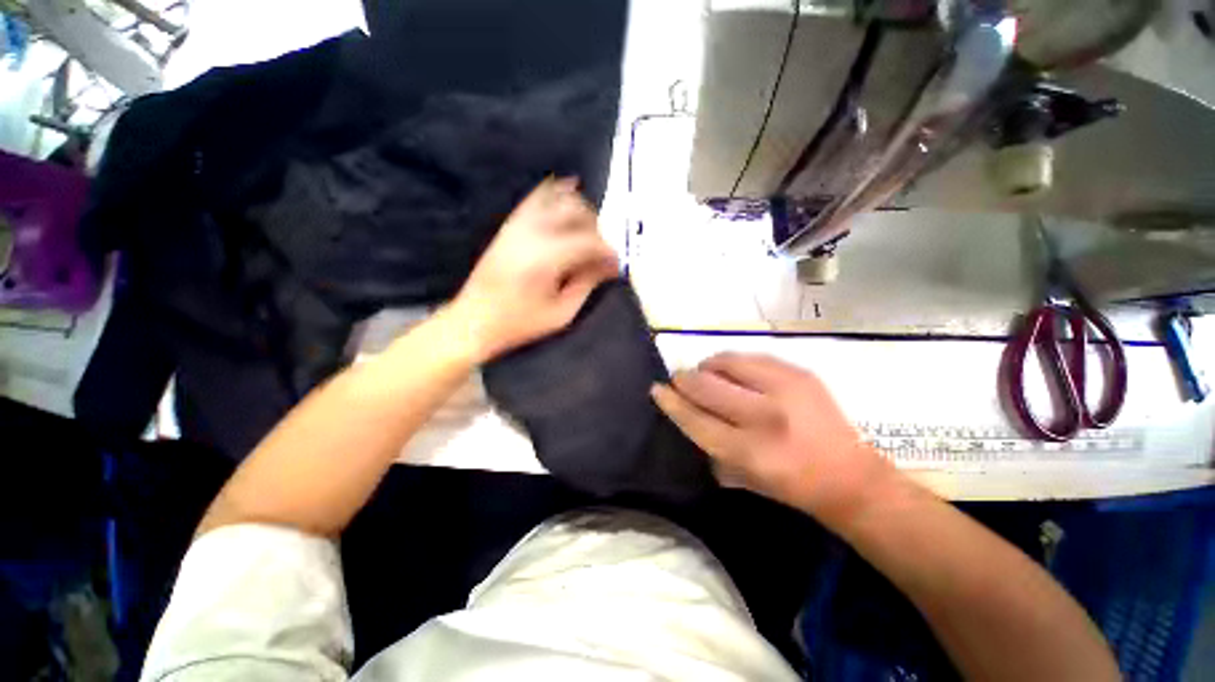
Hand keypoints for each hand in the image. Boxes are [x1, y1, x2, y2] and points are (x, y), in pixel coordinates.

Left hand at [446, 178, 618, 361]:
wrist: (474, 320)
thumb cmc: (520, 323)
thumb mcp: (562, 312)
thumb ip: (587, 283)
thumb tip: (609, 266)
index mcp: (547, 257)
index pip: (589, 241)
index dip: (609, 251)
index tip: (618, 264)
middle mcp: (533, 231)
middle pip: (577, 212)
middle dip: (598, 229)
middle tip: (604, 251)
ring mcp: (519, 224)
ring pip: (559, 199)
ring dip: (581, 210)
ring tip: (590, 231)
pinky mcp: (511, 224)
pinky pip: (537, 197)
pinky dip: (556, 192)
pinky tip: (570, 190)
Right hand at [651, 352, 898, 527]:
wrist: (851, 477)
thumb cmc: (790, 485)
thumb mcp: (742, 478)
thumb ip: (709, 445)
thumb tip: (685, 410)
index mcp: (749, 452)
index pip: (695, 418)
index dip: (671, 401)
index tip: (657, 389)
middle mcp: (764, 417)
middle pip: (706, 385)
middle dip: (685, 379)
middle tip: (681, 380)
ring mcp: (785, 390)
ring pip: (726, 362)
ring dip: (708, 367)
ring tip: (708, 375)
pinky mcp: (800, 373)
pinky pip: (751, 357)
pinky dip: (733, 362)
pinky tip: (734, 372)